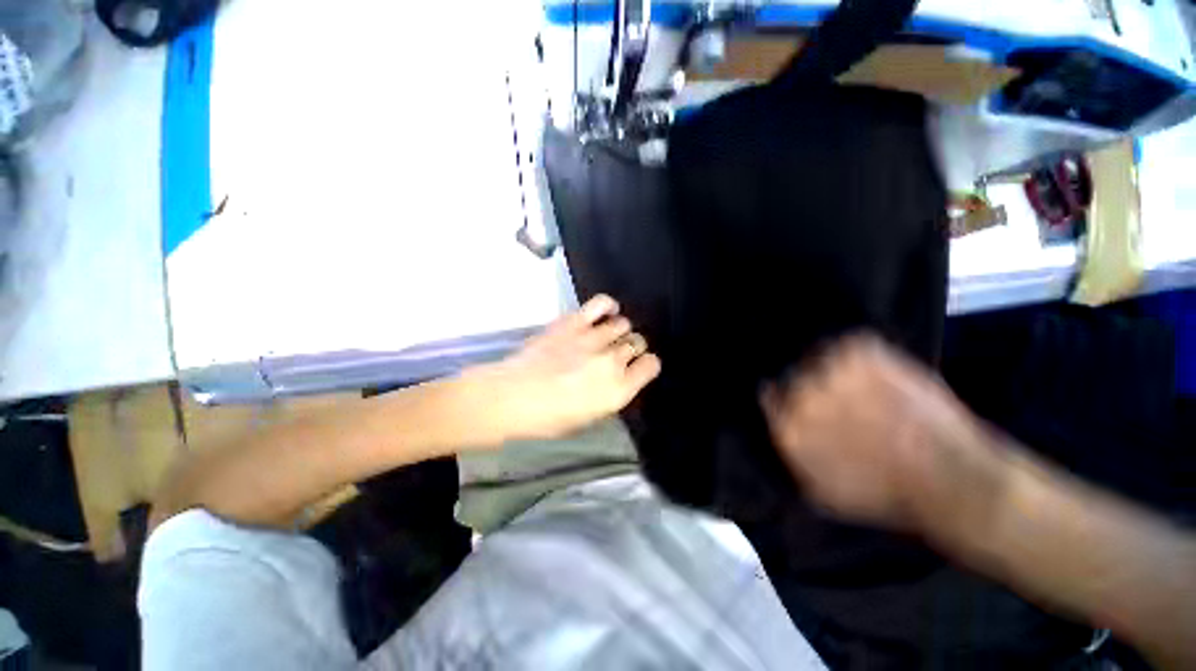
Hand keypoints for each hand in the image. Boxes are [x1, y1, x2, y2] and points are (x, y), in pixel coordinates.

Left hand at [479, 295, 661, 441]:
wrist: (512, 396)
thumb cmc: (548, 418)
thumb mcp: (588, 418)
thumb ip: (610, 395)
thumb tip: (617, 379)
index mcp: (618, 390)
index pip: (651, 366)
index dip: (646, 365)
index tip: (638, 366)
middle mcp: (612, 361)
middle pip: (637, 343)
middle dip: (631, 348)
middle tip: (616, 354)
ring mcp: (594, 338)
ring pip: (623, 324)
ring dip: (619, 331)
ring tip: (607, 336)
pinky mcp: (574, 322)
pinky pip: (601, 304)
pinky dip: (608, 306)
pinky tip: (606, 312)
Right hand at [761, 334, 999, 530]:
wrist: (950, 481)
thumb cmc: (885, 495)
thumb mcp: (822, 491)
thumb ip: (792, 454)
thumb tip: (779, 427)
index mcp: (788, 426)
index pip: (770, 395)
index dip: (784, 396)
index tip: (800, 398)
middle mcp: (800, 395)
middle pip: (794, 374)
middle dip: (810, 383)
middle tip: (840, 395)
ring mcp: (830, 371)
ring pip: (821, 357)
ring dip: (836, 368)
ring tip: (864, 384)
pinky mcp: (863, 354)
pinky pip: (851, 344)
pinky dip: (861, 353)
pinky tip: (879, 373)